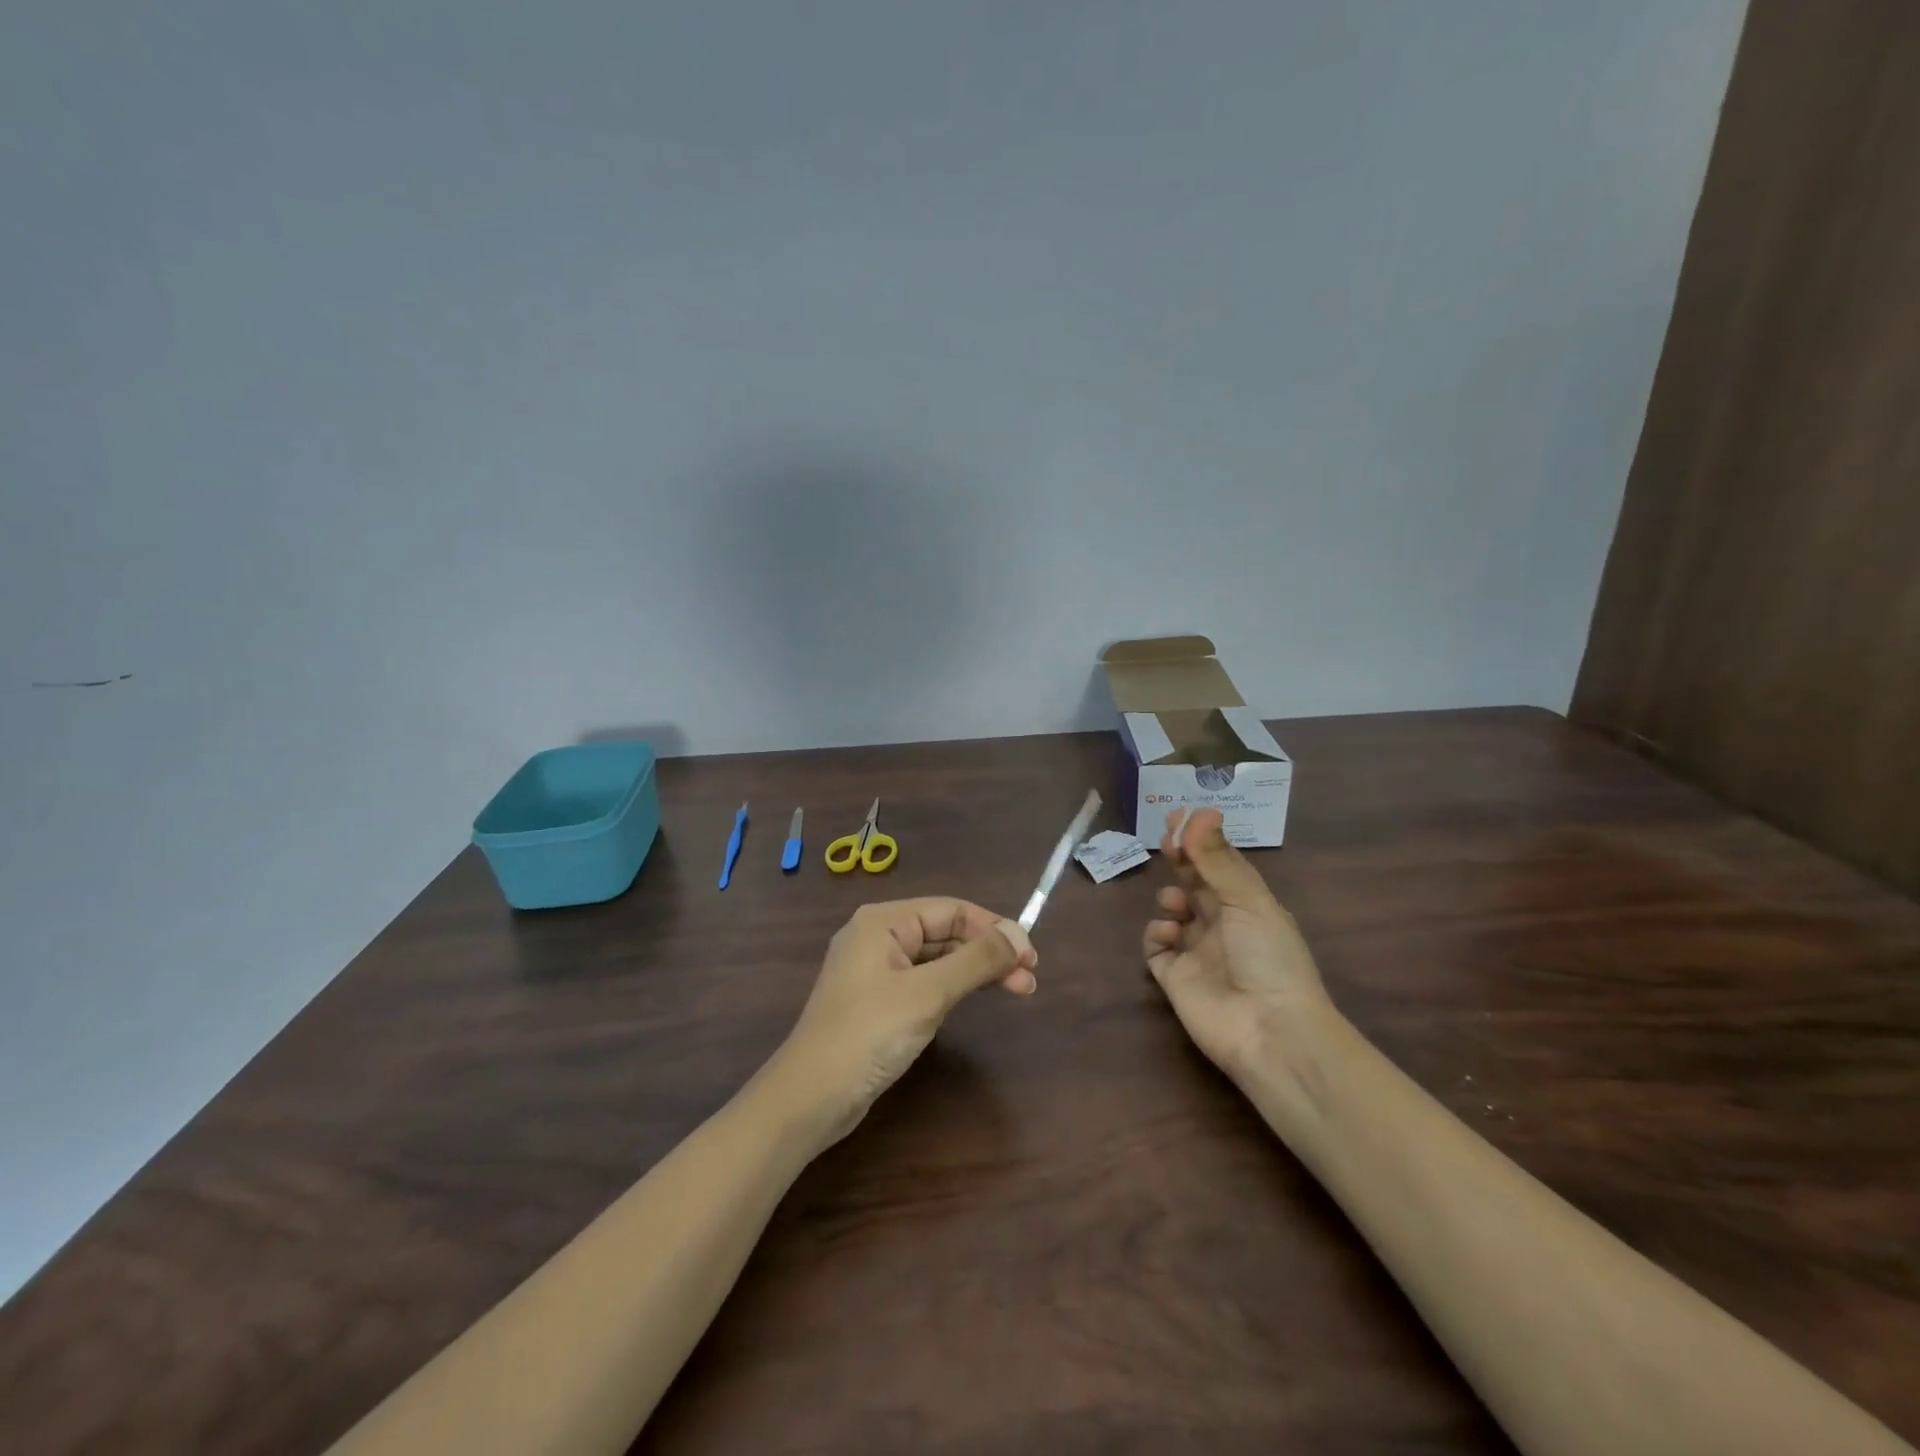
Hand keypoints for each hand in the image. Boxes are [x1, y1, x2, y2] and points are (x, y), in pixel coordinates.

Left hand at [776, 898, 1036, 1147]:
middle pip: (946, 932)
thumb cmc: (868, 1035)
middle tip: (1030, 979)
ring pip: (938, 958)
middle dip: (989, 952)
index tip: (1031, 956)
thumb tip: (1019, 935)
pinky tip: (975, 999)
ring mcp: (876, 970)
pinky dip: (954, 987)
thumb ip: (975, 961)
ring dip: (976, 971)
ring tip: (1018, 990)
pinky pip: (925, 981)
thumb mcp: (927, 994)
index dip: (994, 928)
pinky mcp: (878, 1001)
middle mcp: (878, 937)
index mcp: (883, 921)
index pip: (951, 910)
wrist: (810, 1098)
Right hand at [1142, 808, 1335, 1078]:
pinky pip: (1156, 948)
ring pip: (1174, 913)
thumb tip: (1201, 813)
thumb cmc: (1268, 957)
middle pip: (1195, 883)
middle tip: (1166, 839)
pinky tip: (1167, 935)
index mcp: (1249, 906)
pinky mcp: (1174, 978)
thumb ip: (1217, 859)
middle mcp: (1223, 925)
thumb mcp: (1247, 900)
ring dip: (1170, 899)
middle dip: (1181, 859)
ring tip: (1175, 905)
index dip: (1201, 840)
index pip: (1221, 864)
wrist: (1269, 1031)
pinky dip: (1156, 935)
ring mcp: (1197, 952)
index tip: (1180, 816)